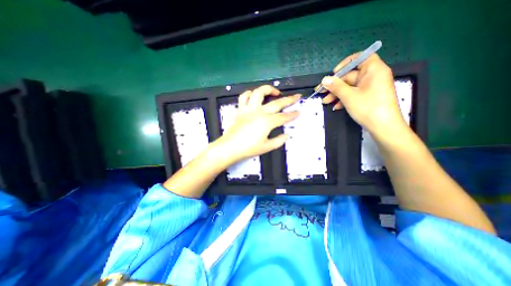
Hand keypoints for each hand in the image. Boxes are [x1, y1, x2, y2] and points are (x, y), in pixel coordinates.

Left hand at [214, 85, 299, 163]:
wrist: (230, 147)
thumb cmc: (249, 148)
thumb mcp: (267, 147)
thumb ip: (279, 141)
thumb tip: (287, 135)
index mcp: (267, 122)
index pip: (283, 117)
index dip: (293, 115)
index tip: (299, 112)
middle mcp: (259, 112)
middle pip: (276, 103)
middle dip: (289, 99)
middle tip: (296, 96)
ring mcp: (249, 109)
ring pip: (258, 93)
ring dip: (268, 89)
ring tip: (275, 92)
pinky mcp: (241, 110)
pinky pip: (243, 97)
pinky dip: (249, 93)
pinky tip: (253, 95)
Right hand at [320, 51, 404, 135]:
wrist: (383, 128)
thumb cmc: (368, 108)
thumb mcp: (349, 96)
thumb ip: (336, 86)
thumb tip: (324, 79)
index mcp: (373, 70)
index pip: (360, 58)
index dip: (345, 64)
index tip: (334, 73)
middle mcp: (373, 77)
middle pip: (351, 76)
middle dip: (335, 85)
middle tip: (322, 92)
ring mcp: (370, 88)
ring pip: (350, 87)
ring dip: (337, 94)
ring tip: (326, 102)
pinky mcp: (368, 97)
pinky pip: (354, 94)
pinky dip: (344, 99)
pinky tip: (336, 107)